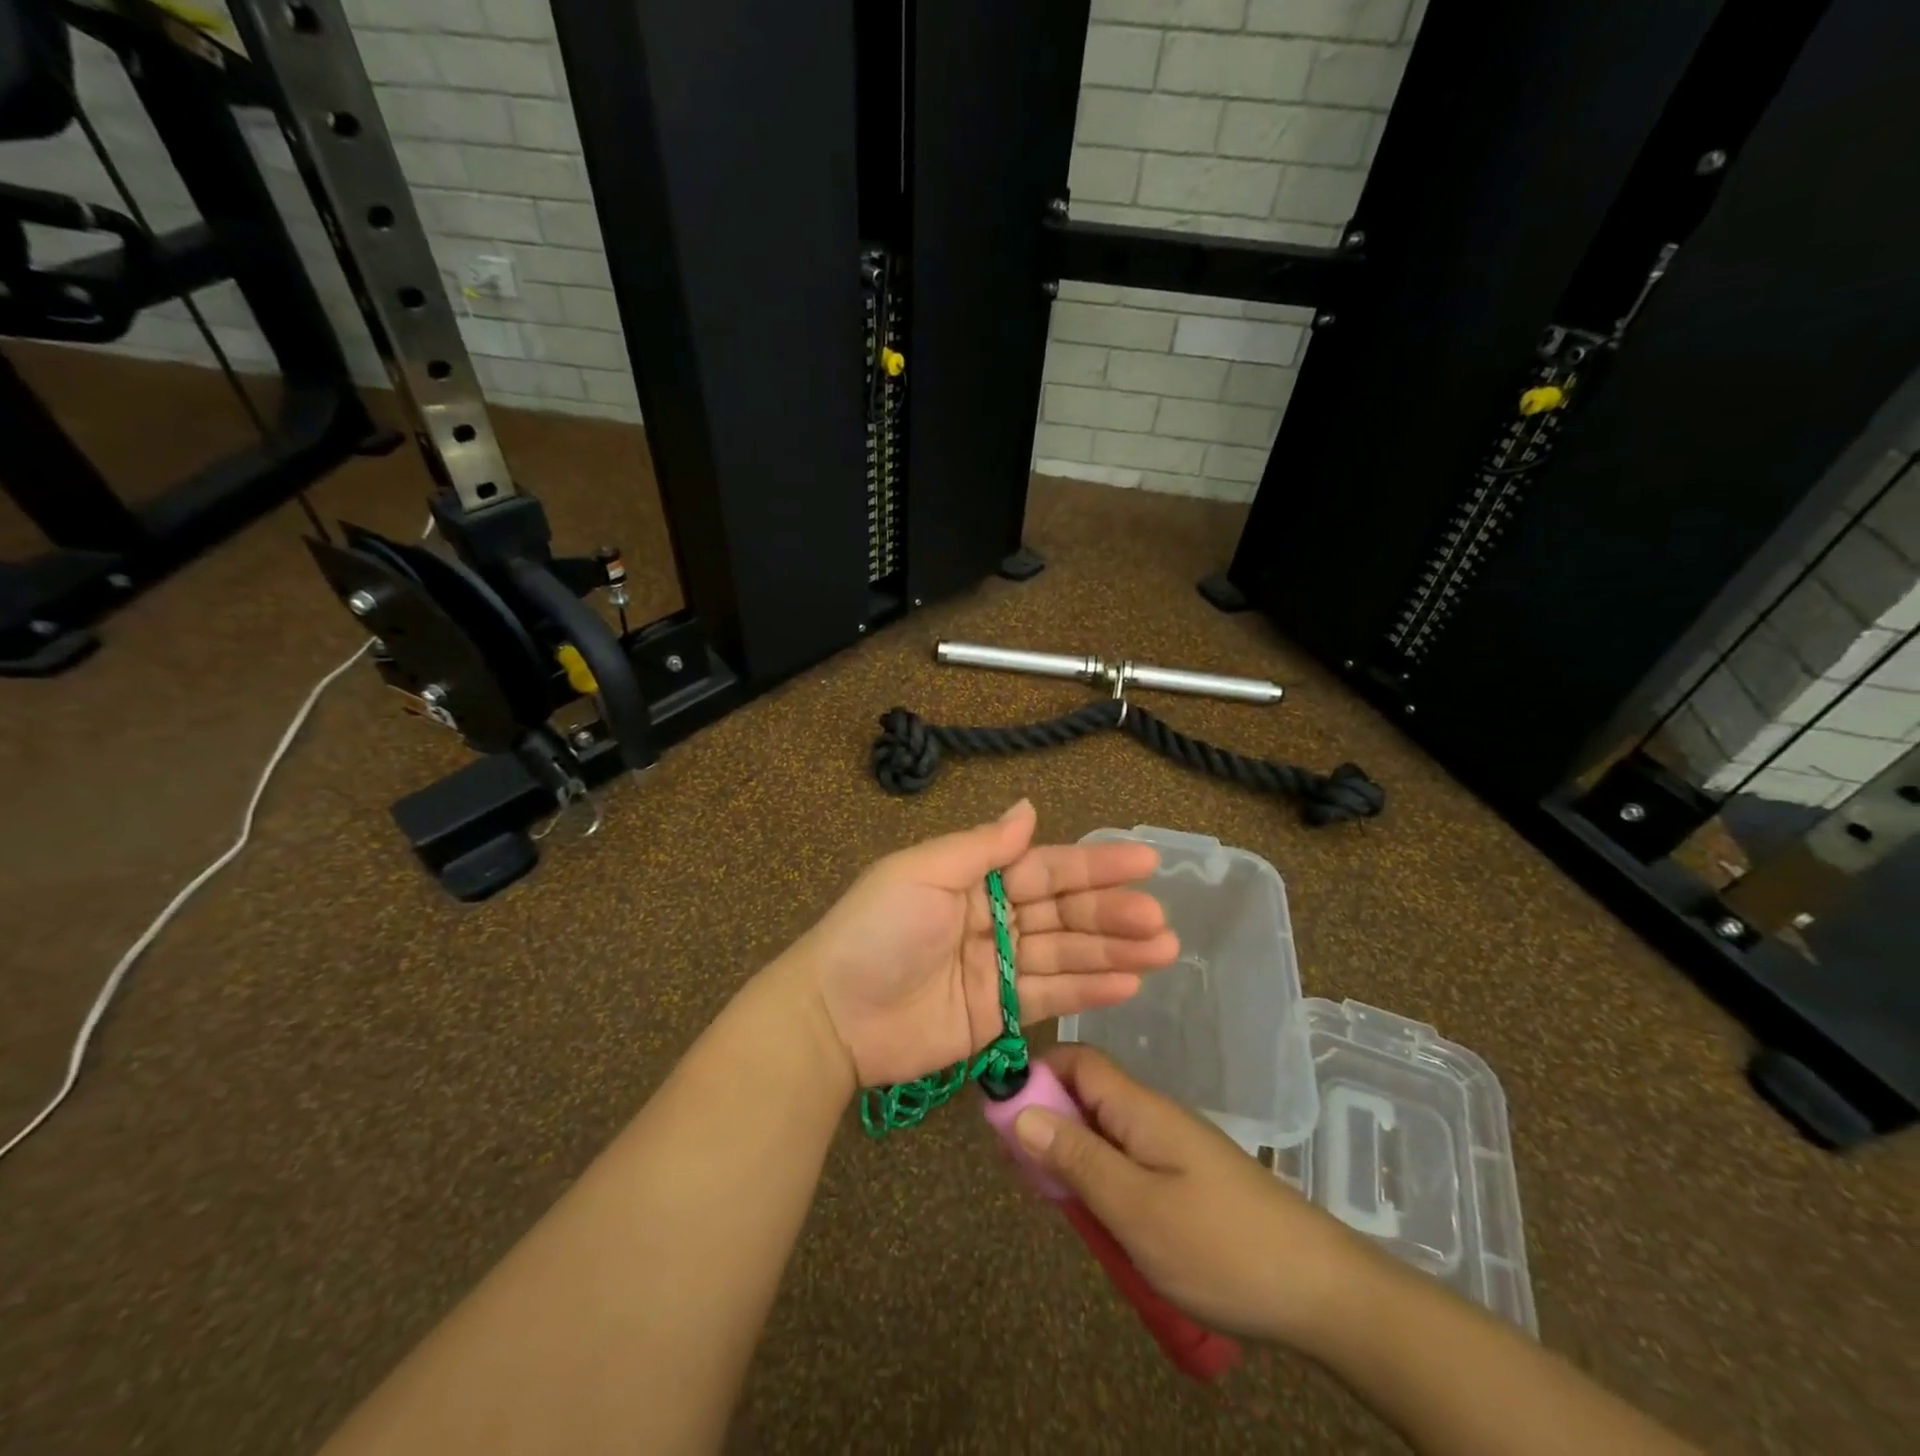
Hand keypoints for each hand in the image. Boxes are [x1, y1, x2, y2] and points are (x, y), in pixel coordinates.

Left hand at [784, 800, 1178, 1087]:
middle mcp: (992, 920)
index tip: (1145, 862)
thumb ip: (982, 847)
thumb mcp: (922, 874)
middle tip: (1160, 920)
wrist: (832, 1016)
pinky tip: (1129, 983)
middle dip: (1112, 914)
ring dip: (1113, 952)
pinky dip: (1088, 990)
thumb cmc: (876, 931)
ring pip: (1065, 955)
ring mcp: (997, 970)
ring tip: (1164, 950)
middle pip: (1063, 913)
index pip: (1046, 869)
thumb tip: (1028, 808)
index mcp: (974, 880)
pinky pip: (1049, 997)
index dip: (1094, 866)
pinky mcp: (998, 1015)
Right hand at [1010, 1044, 1379, 1346]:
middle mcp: (1153, 1116)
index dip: (1035, 1074)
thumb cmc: (1222, 1248)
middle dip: (1046, 1122)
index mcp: (1140, 1108)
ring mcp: (1171, 1148)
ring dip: (1071, 1158)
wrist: (1323, 1294)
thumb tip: (1019, 1110)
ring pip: (1103, 1132)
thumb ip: (1076, 1159)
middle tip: (1019, 1173)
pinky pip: (1126, 1162)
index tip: (1000, 1116)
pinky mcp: (1185, 1181)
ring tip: (1052, 1202)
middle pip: (1085, 1095)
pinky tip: (1097, 1220)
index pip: (1077, 1060)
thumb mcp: (1136, 1209)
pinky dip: (1100, 1181)